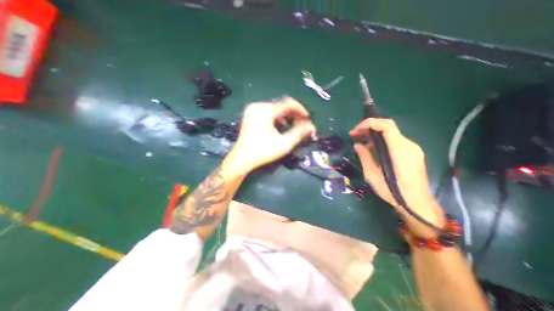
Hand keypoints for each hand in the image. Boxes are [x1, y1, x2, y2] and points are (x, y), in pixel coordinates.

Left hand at [227, 98, 315, 173]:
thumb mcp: (284, 144)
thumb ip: (299, 133)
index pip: (288, 103)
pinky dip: (277, 117)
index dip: (300, 109)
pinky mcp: (250, 115)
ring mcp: (252, 110)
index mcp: (265, 110)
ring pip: (275, 108)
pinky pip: (268, 112)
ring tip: (293, 125)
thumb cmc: (263, 152)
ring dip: (286, 115)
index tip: (308, 118)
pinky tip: (281, 126)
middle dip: (293, 113)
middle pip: (281, 105)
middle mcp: (258, 106)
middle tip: (302, 123)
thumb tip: (311, 126)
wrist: (242, 159)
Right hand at [349, 117, 444, 237]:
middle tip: (355, 134)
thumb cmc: (392, 192)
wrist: (417, 203)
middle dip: (369, 127)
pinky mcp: (412, 153)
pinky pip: (395, 140)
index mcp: (399, 151)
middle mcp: (408, 146)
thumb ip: (365, 157)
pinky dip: (381, 139)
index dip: (370, 123)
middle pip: (388, 127)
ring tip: (360, 139)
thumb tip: (358, 145)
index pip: (386, 126)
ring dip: (374, 133)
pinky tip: (372, 147)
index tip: (356, 129)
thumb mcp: (373, 175)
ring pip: (391, 133)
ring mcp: (412, 149)